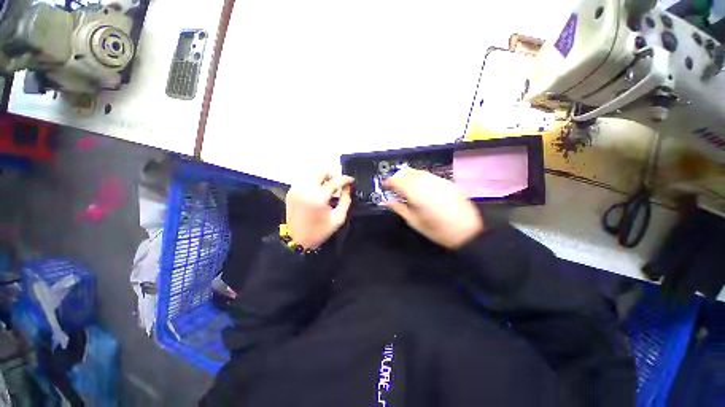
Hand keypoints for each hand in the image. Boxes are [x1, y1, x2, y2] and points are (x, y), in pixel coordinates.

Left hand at [286, 174, 354, 248]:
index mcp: (318, 198)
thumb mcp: (338, 218)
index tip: (351, 180)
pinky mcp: (291, 192)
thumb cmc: (319, 231)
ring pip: (312, 173)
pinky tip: (319, 189)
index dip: (345, 179)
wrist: (297, 240)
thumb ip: (345, 200)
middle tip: (339, 183)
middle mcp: (305, 190)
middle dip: (333, 175)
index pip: (335, 181)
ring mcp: (296, 189)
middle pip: (321, 172)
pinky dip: (313, 181)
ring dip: (323, 177)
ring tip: (329, 185)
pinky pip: (304, 179)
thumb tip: (347, 188)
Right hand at [384, 168, 483, 248]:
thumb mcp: (413, 221)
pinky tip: (421, 188)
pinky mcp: (448, 182)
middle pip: (408, 172)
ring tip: (407, 187)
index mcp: (416, 192)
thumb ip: (398, 207)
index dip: (388, 182)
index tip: (384, 186)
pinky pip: (430, 176)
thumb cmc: (436, 230)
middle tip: (394, 187)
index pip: (397, 180)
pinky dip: (421, 178)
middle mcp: (426, 182)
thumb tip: (386, 200)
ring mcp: (438, 180)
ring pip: (419, 172)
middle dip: (398, 177)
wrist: (467, 232)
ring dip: (409, 176)